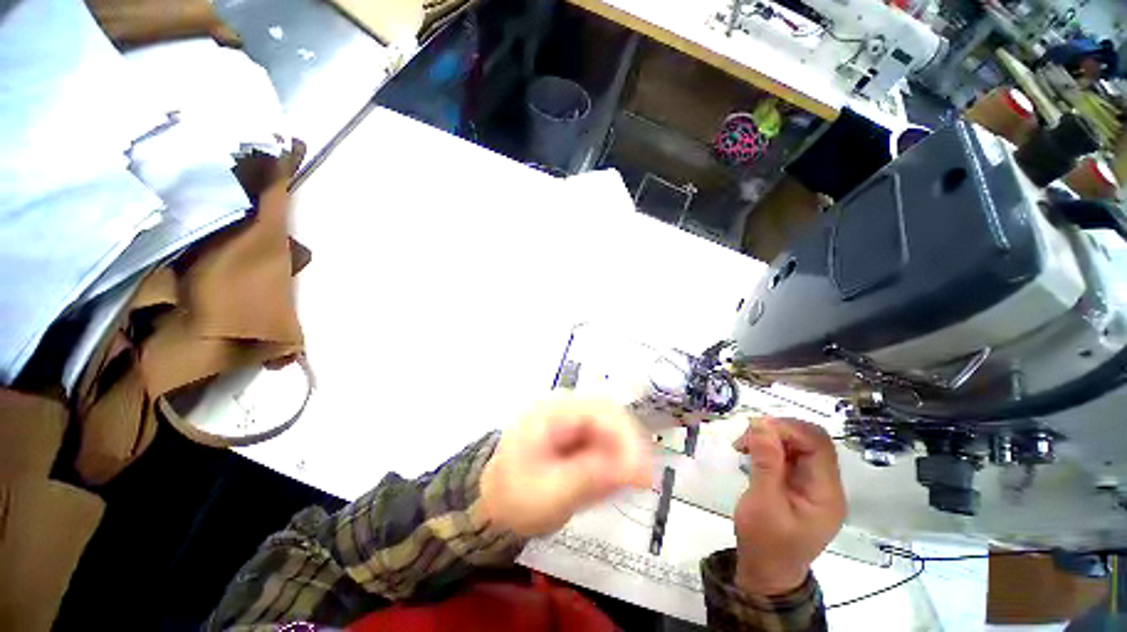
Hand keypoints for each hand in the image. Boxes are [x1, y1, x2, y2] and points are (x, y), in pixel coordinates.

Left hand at [481, 393, 652, 535]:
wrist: (492, 502)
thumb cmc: (514, 498)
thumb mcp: (550, 494)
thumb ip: (592, 478)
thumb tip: (636, 470)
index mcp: (550, 411)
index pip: (599, 409)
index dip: (627, 436)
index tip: (643, 472)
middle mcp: (563, 406)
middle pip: (609, 412)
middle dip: (629, 443)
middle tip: (642, 478)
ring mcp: (569, 416)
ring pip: (610, 423)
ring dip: (623, 450)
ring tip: (628, 480)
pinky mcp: (574, 429)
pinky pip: (604, 436)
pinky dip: (613, 456)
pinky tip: (612, 476)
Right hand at [731, 417, 845, 595]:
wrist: (766, 572)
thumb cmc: (765, 543)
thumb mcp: (763, 503)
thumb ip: (766, 463)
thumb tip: (761, 424)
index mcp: (826, 492)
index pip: (818, 444)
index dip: (788, 429)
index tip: (754, 429)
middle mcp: (825, 484)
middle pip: (809, 440)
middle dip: (776, 431)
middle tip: (745, 438)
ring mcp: (811, 483)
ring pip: (796, 443)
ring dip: (768, 437)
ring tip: (742, 446)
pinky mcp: (797, 483)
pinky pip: (786, 454)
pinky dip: (766, 447)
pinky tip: (749, 453)